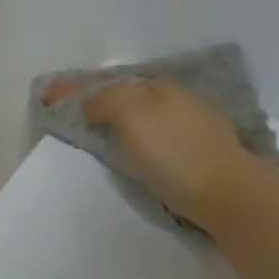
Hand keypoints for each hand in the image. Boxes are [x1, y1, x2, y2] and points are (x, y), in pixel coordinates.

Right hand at [41, 76, 278, 231]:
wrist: (229, 194)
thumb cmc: (174, 154)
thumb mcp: (133, 116)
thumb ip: (108, 101)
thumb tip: (93, 104)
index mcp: (159, 89)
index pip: (109, 83)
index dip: (77, 90)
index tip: (49, 98)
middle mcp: (179, 100)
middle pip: (130, 96)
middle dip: (101, 100)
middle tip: (75, 114)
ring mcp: (196, 126)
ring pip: (148, 116)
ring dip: (123, 118)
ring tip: (102, 132)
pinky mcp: (205, 154)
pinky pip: (162, 136)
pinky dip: (142, 137)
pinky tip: (139, 148)